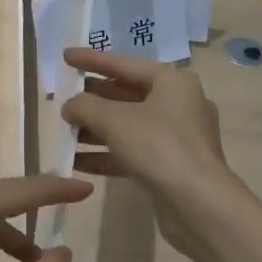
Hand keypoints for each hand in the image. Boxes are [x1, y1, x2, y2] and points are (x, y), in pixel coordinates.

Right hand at [60, 47, 253, 255]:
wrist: (199, 205)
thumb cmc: (159, 147)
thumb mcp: (115, 120)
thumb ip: (86, 106)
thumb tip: (69, 105)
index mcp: (173, 81)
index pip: (124, 64)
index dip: (91, 60)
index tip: (65, 56)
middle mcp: (179, 104)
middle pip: (127, 95)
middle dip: (93, 99)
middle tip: (62, 98)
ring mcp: (178, 137)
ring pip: (129, 126)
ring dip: (96, 129)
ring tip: (64, 132)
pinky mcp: (172, 166)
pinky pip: (134, 152)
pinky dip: (108, 154)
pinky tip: (77, 161)